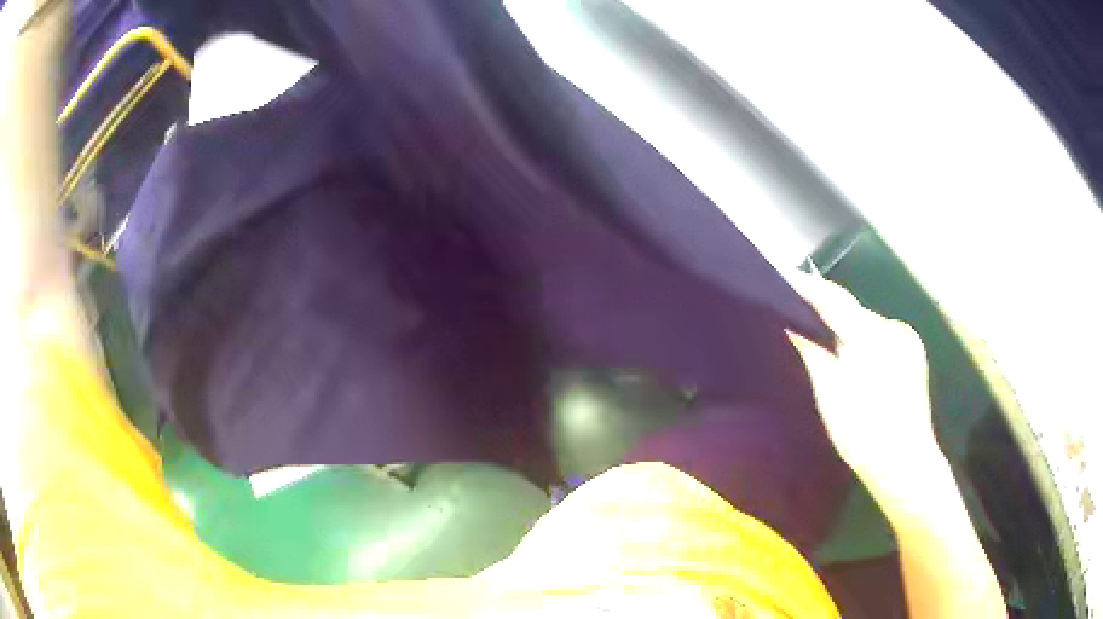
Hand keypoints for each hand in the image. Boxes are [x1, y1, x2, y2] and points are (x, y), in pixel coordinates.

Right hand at [787, 274, 942, 483]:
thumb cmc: (863, 432)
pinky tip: (852, 359)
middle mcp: (893, 328)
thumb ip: (812, 353)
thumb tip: (791, 325)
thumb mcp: (830, 394)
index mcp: (872, 334)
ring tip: (821, 337)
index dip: (806, 286)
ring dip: (845, 329)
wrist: (905, 465)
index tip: (781, 276)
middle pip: (852, 311)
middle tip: (795, 311)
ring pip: (867, 326)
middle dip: (825, 311)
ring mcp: (907, 342)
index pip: (834, 298)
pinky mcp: (914, 357)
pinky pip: (881, 339)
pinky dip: (863, 342)